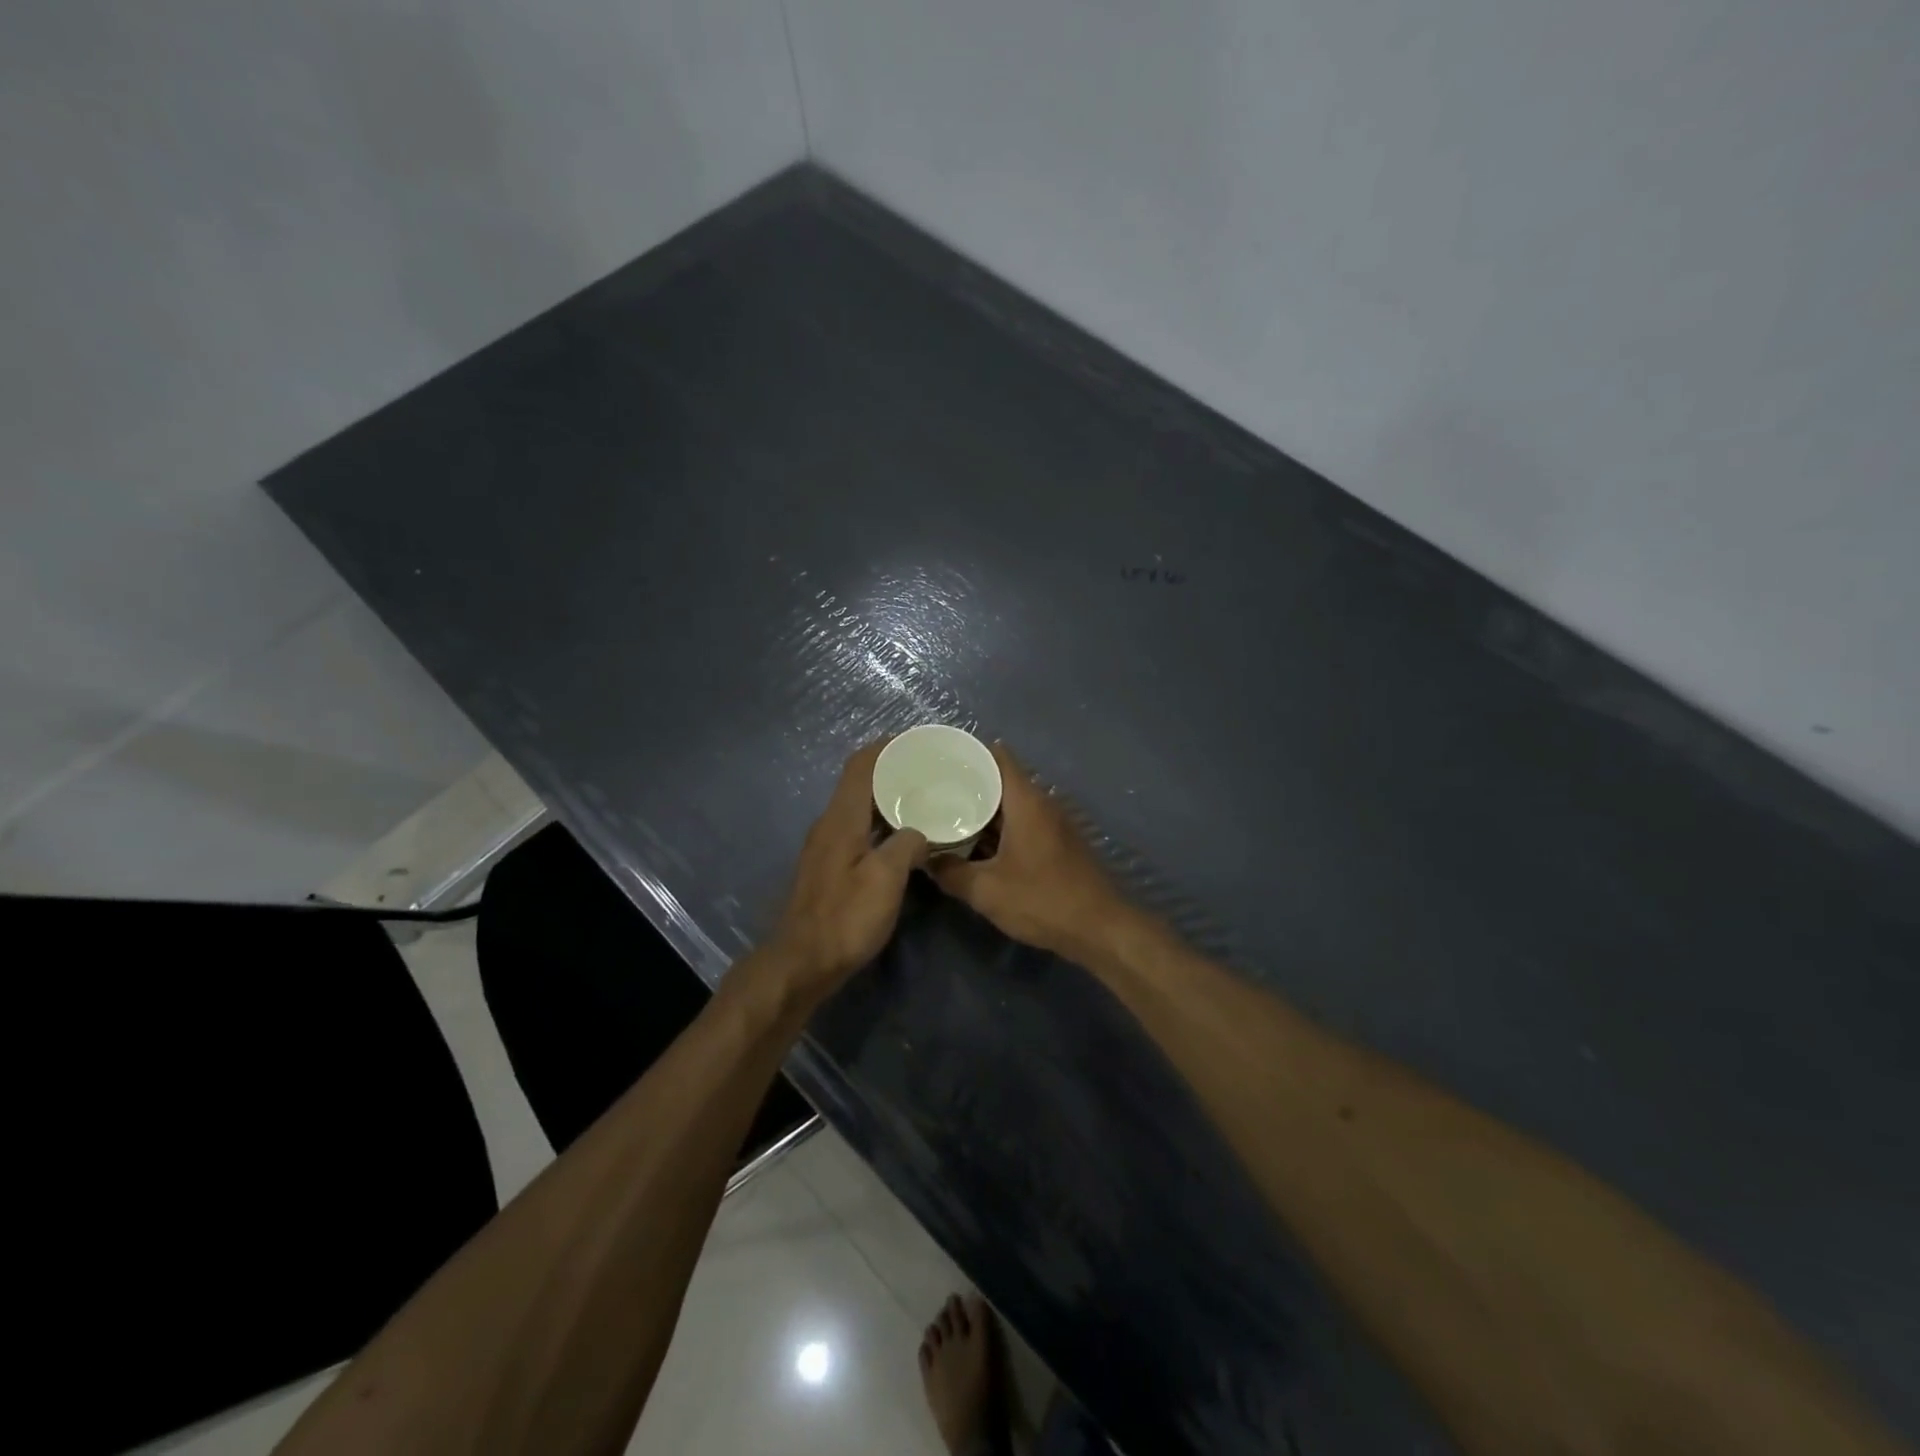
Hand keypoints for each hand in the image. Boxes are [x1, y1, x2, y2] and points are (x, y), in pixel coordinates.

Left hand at [767, 740, 929, 1001]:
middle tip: (929, 771)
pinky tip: (903, 838)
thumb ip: (907, 845)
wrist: (801, 963)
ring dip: (888, 799)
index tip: (917, 742)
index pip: (861, 765)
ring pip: (859, 809)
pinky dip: (881, 824)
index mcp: (841, 819)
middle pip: (859, 783)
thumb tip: (920, 832)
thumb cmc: (845, 918)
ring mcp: (826, 847)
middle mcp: (829, 825)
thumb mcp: (886, 879)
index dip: (886, 747)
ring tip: (924, 799)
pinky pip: (858, 830)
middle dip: (892, 771)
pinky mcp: (829, 868)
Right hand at [929, 743, 1133, 961]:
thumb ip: (951, 873)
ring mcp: (1053, 824)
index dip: (969, 753)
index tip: (940, 758)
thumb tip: (925, 860)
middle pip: (1002, 780)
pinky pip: (1022, 824)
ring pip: (1012, 805)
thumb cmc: (1043, 900)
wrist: (1101, 929)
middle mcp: (1042, 804)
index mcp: (1026, 801)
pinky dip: (999, 828)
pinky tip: (976, 844)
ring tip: (947, 814)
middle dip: (969, 784)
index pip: (998, 757)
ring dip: (984, 809)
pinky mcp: (1058, 844)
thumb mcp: (987, 891)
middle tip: (933, 790)